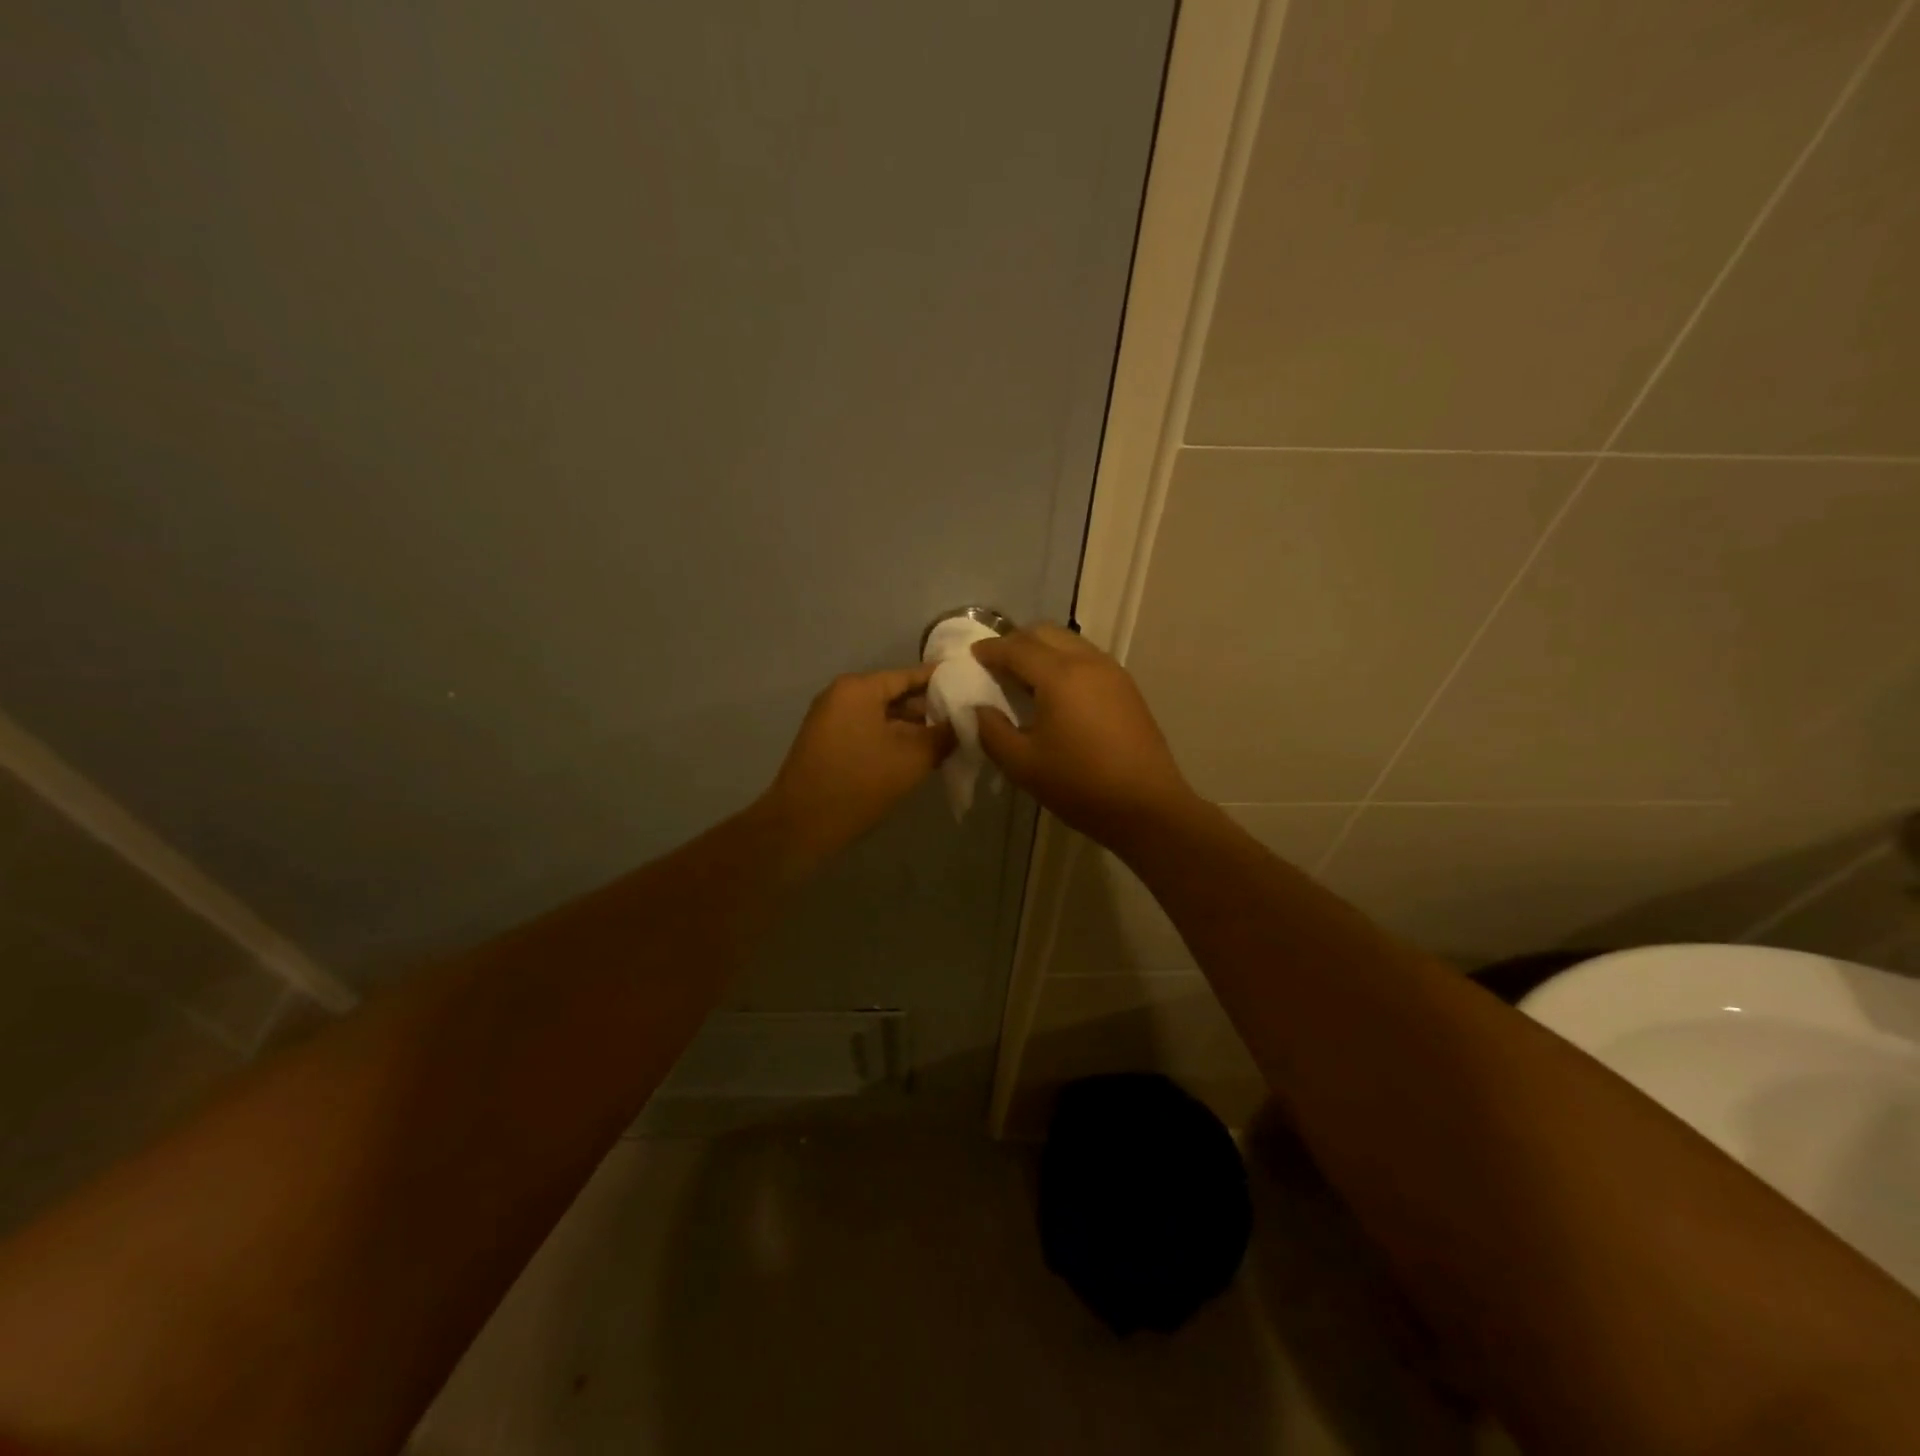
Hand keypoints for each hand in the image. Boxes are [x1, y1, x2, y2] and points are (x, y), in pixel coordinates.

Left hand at [761, 665, 954, 870]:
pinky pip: (869, 731)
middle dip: (929, 709)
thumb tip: (964, 722)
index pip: (910, 675)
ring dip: (913, 728)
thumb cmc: (859, 783)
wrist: (801, 825)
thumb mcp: (912, 759)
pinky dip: (893, 740)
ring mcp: (831, 720)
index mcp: (859, 688)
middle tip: (966, 720)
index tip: (973, 687)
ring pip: (883, 716)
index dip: (943, 682)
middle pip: (895, 694)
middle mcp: (841, 696)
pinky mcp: (828, 743)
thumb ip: (943, 735)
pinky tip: (919, 755)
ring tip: (949, 740)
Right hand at [970, 624, 1197, 848]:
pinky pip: (1087, 658)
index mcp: (1059, 675)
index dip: (990, 649)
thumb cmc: (1079, 785)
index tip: (972, 655)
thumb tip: (980, 710)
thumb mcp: (1023, 765)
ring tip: (1024, 676)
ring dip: (1042, 649)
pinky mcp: (1126, 688)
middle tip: (996, 663)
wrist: (1146, 806)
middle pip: (1045, 633)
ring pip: (1069, 642)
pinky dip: (1064, 661)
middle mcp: (1087, 661)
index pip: (1016, 648)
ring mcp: (1112, 672)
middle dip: (1016, 641)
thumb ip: (993, 732)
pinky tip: (1056, 691)